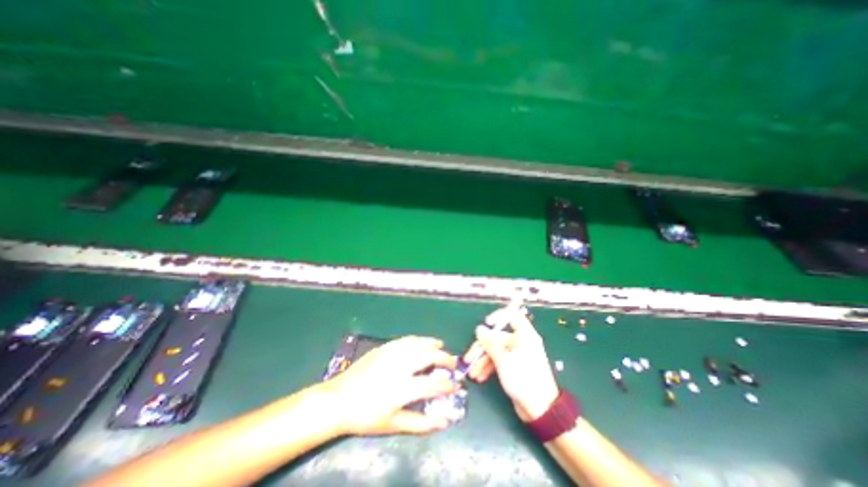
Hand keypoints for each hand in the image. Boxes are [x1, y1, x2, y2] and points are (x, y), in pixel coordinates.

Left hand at [324, 337, 455, 434]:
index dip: (447, 385)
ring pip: (418, 343)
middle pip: (429, 357)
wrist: (339, 400)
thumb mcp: (393, 425)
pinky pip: (405, 339)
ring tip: (441, 346)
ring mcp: (391, 354)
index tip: (455, 386)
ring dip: (433, 344)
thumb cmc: (366, 416)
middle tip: (452, 363)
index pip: (433, 384)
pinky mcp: (384, 347)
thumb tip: (445, 421)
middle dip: (445, 359)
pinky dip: (418, 339)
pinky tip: (422, 342)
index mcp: (402, 388)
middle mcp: (399, 366)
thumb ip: (421, 423)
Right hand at [464, 308, 558, 421]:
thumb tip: (479, 329)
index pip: (512, 316)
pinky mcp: (515, 367)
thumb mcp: (503, 360)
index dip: (499, 316)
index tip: (487, 323)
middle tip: (468, 358)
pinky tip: (480, 377)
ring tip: (472, 373)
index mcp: (524, 336)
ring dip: (483, 361)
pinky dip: (489, 367)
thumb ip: (490, 343)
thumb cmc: (523, 379)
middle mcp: (521, 343)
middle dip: (482, 348)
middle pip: (498, 337)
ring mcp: (517, 355)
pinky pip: (499, 361)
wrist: (540, 410)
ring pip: (496, 351)